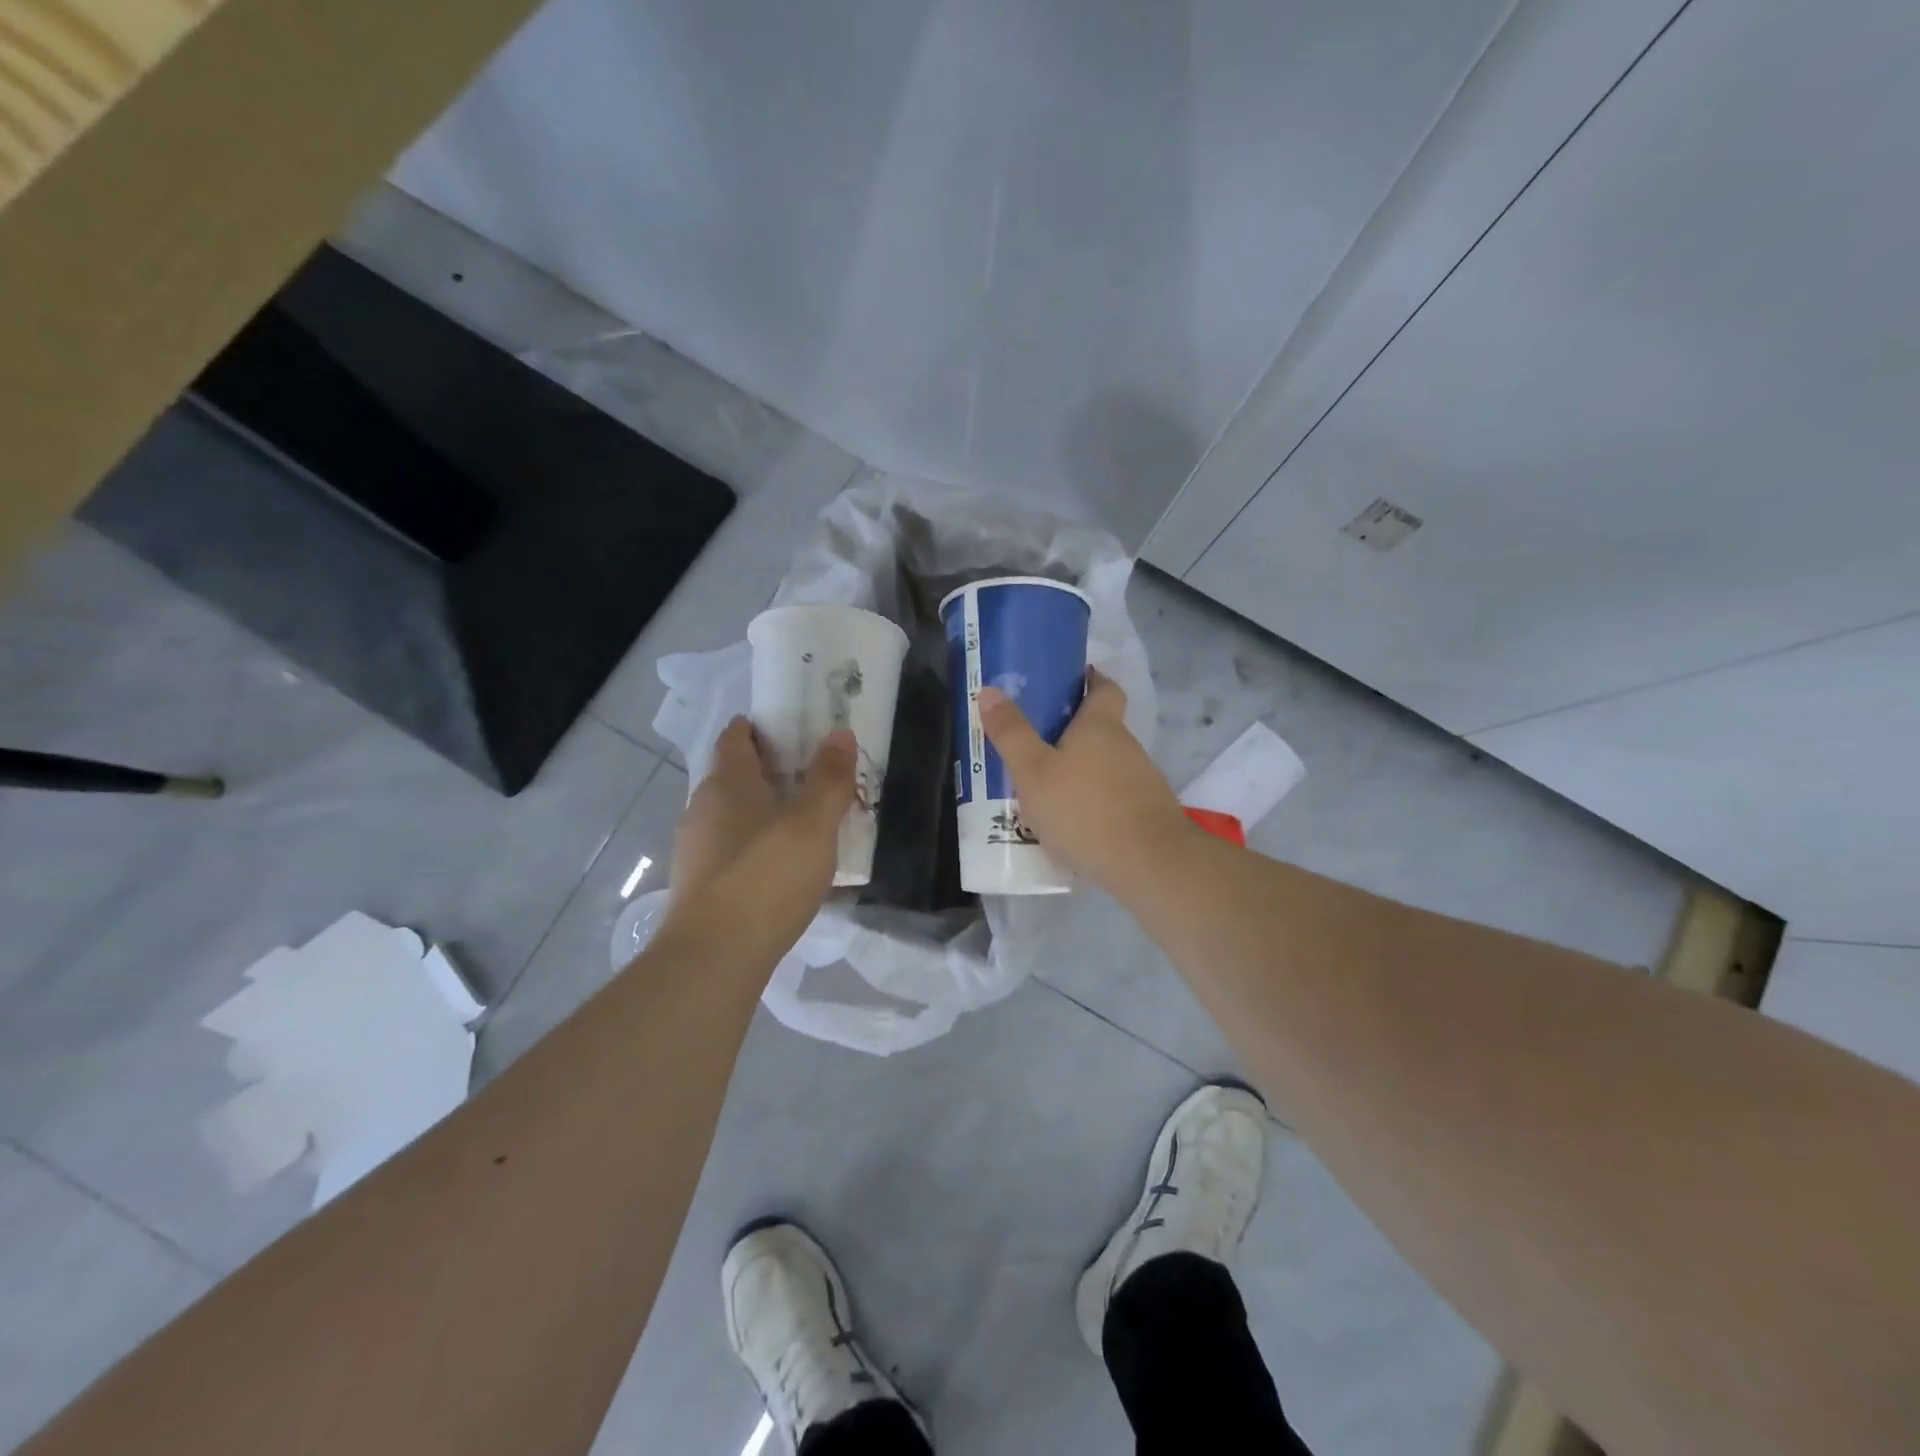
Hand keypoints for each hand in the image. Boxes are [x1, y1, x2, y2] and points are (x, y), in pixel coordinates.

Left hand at [664, 717, 855, 954]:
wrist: (715, 956)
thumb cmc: (768, 876)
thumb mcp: (813, 824)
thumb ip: (829, 779)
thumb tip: (840, 733)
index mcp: (728, 782)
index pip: (735, 737)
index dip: (759, 727)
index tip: (791, 728)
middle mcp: (703, 807)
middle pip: (734, 775)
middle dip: (768, 771)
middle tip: (812, 776)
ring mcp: (695, 848)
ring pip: (732, 815)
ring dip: (762, 812)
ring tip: (804, 823)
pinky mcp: (698, 885)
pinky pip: (731, 850)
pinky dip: (754, 846)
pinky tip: (782, 868)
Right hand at [976, 670, 1192, 896]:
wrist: (1150, 865)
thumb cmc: (1085, 810)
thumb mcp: (1034, 772)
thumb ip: (1011, 734)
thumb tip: (990, 690)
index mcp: (1100, 726)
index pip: (1105, 688)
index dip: (1090, 679)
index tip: (1071, 679)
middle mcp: (1126, 746)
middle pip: (1101, 728)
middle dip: (1072, 731)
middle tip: (1035, 742)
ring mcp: (1142, 780)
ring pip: (1106, 764)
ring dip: (1081, 769)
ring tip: (1046, 787)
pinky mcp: (1147, 812)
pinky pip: (1114, 795)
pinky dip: (1094, 799)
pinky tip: (1073, 821)